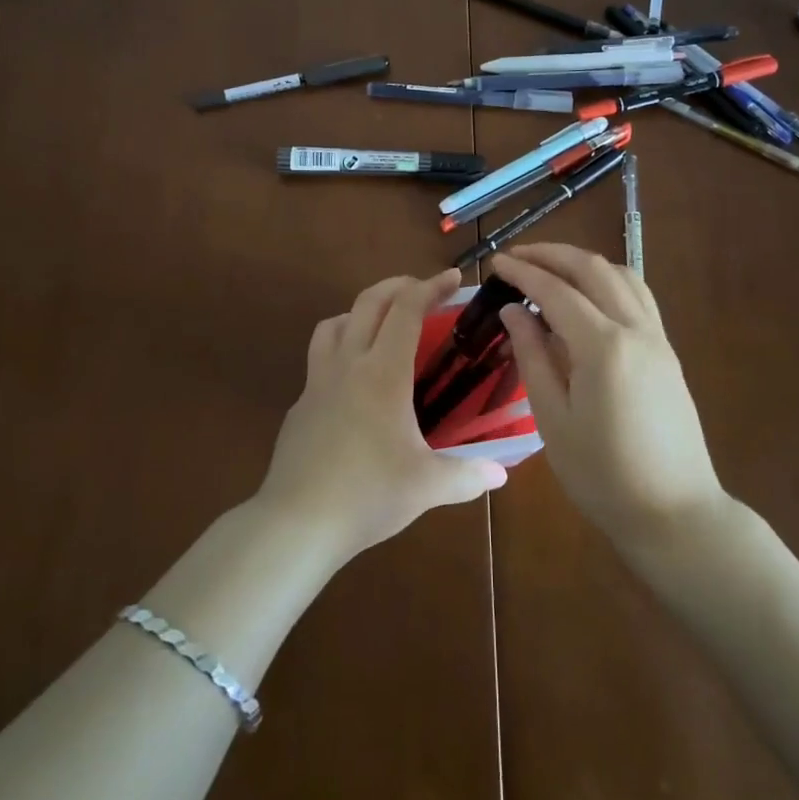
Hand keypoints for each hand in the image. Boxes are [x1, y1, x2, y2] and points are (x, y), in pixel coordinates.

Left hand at [257, 269, 507, 566]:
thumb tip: (502, 473)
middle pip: (368, 302)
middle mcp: (348, 365)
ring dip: (360, 312)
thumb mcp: (427, 487)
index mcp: (383, 373)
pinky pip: (319, 359)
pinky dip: (340, 350)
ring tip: (382, 327)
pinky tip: (353, 383)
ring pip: (333, 324)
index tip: (452, 278)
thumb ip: (468, 476)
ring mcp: (317, 382)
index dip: (431, 287)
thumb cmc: (367, 494)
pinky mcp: (300, 405)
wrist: (297, 521)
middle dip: (398, 285)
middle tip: (422, 288)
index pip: (406, 310)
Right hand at [493, 245, 725, 545]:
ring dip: (583, 263)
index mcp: (603, 347)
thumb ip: (533, 357)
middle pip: (592, 269)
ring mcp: (657, 338)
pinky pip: (638, 296)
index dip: (523, 273)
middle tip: (517, 257)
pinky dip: (608, 281)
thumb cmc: (602, 474)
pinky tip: (588, 296)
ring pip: (621, 275)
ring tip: (550, 269)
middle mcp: (635, 329)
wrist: (674, 512)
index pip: (555, 291)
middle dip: (552, 255)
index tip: (496, 263)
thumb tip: (514, 313)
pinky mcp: (666, 351)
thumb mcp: (553, 419)